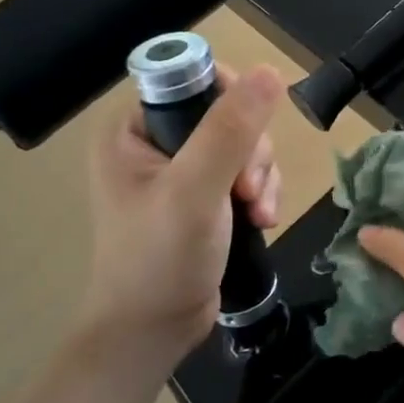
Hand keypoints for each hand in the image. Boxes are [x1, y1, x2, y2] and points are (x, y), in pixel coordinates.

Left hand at [86, 64, 283, 367]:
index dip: (232, 103)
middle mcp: (155, 141)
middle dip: (251, 153)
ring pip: (245, 144)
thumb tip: (269, 70)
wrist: (152, 332)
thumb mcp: (195, 191)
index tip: (246, 142)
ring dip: (262, 176)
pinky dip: (262, 192)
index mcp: (133, 127)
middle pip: (229, 113)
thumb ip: (230, 131)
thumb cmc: (159, 259)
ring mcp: (180, 169)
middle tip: (247, 191)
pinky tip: (261, 221)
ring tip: (257, 213)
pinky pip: (247, 171)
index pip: (195, 80)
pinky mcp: (203, 194)